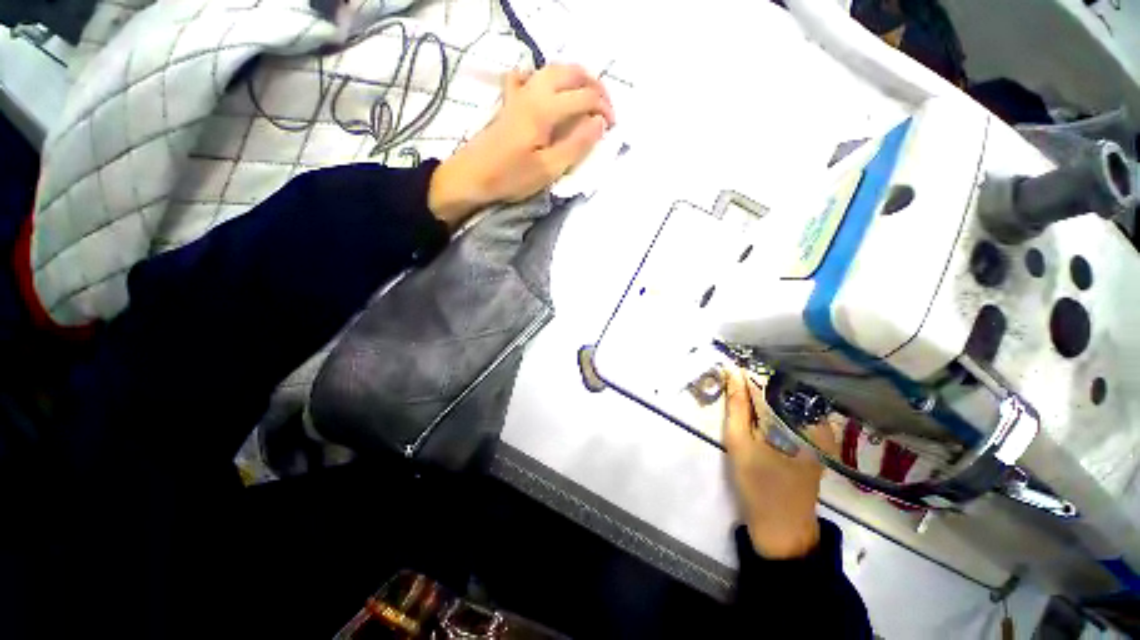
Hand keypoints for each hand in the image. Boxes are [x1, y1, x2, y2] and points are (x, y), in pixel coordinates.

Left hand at [428, 64, 615, 226]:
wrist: (473, 176)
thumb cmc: (511, 177)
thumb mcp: (549, 169)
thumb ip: (576, 145)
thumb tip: (599, 123)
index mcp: (545, 109)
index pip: (584, 96)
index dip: (604, 109)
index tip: (611, 128)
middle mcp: (534, 91)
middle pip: (571, 73)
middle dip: (594, 86)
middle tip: (605, 108)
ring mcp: (519, 93)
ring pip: (552, 69)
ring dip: (575, 78)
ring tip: (586, 97)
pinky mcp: (509, 101)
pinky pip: (527, 76)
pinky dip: (543, 77)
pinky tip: (546, 90)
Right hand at [723, 367, 837, 558]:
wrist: (782, 529)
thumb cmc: (759, 485)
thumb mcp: (739, 442)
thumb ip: (736, 405)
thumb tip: (731, 371)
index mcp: (804, 422)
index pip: (778, 383)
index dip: (754, 371)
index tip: (733, 364)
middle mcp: (820, 423)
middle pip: (786, 390)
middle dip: (759, 380)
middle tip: (733, 374)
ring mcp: (822, 434)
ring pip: (789, 401)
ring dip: (765, 393)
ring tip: (741, 388)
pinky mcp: (817, 443)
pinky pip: (793, 414)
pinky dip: (774, 406)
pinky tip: (757, 407)